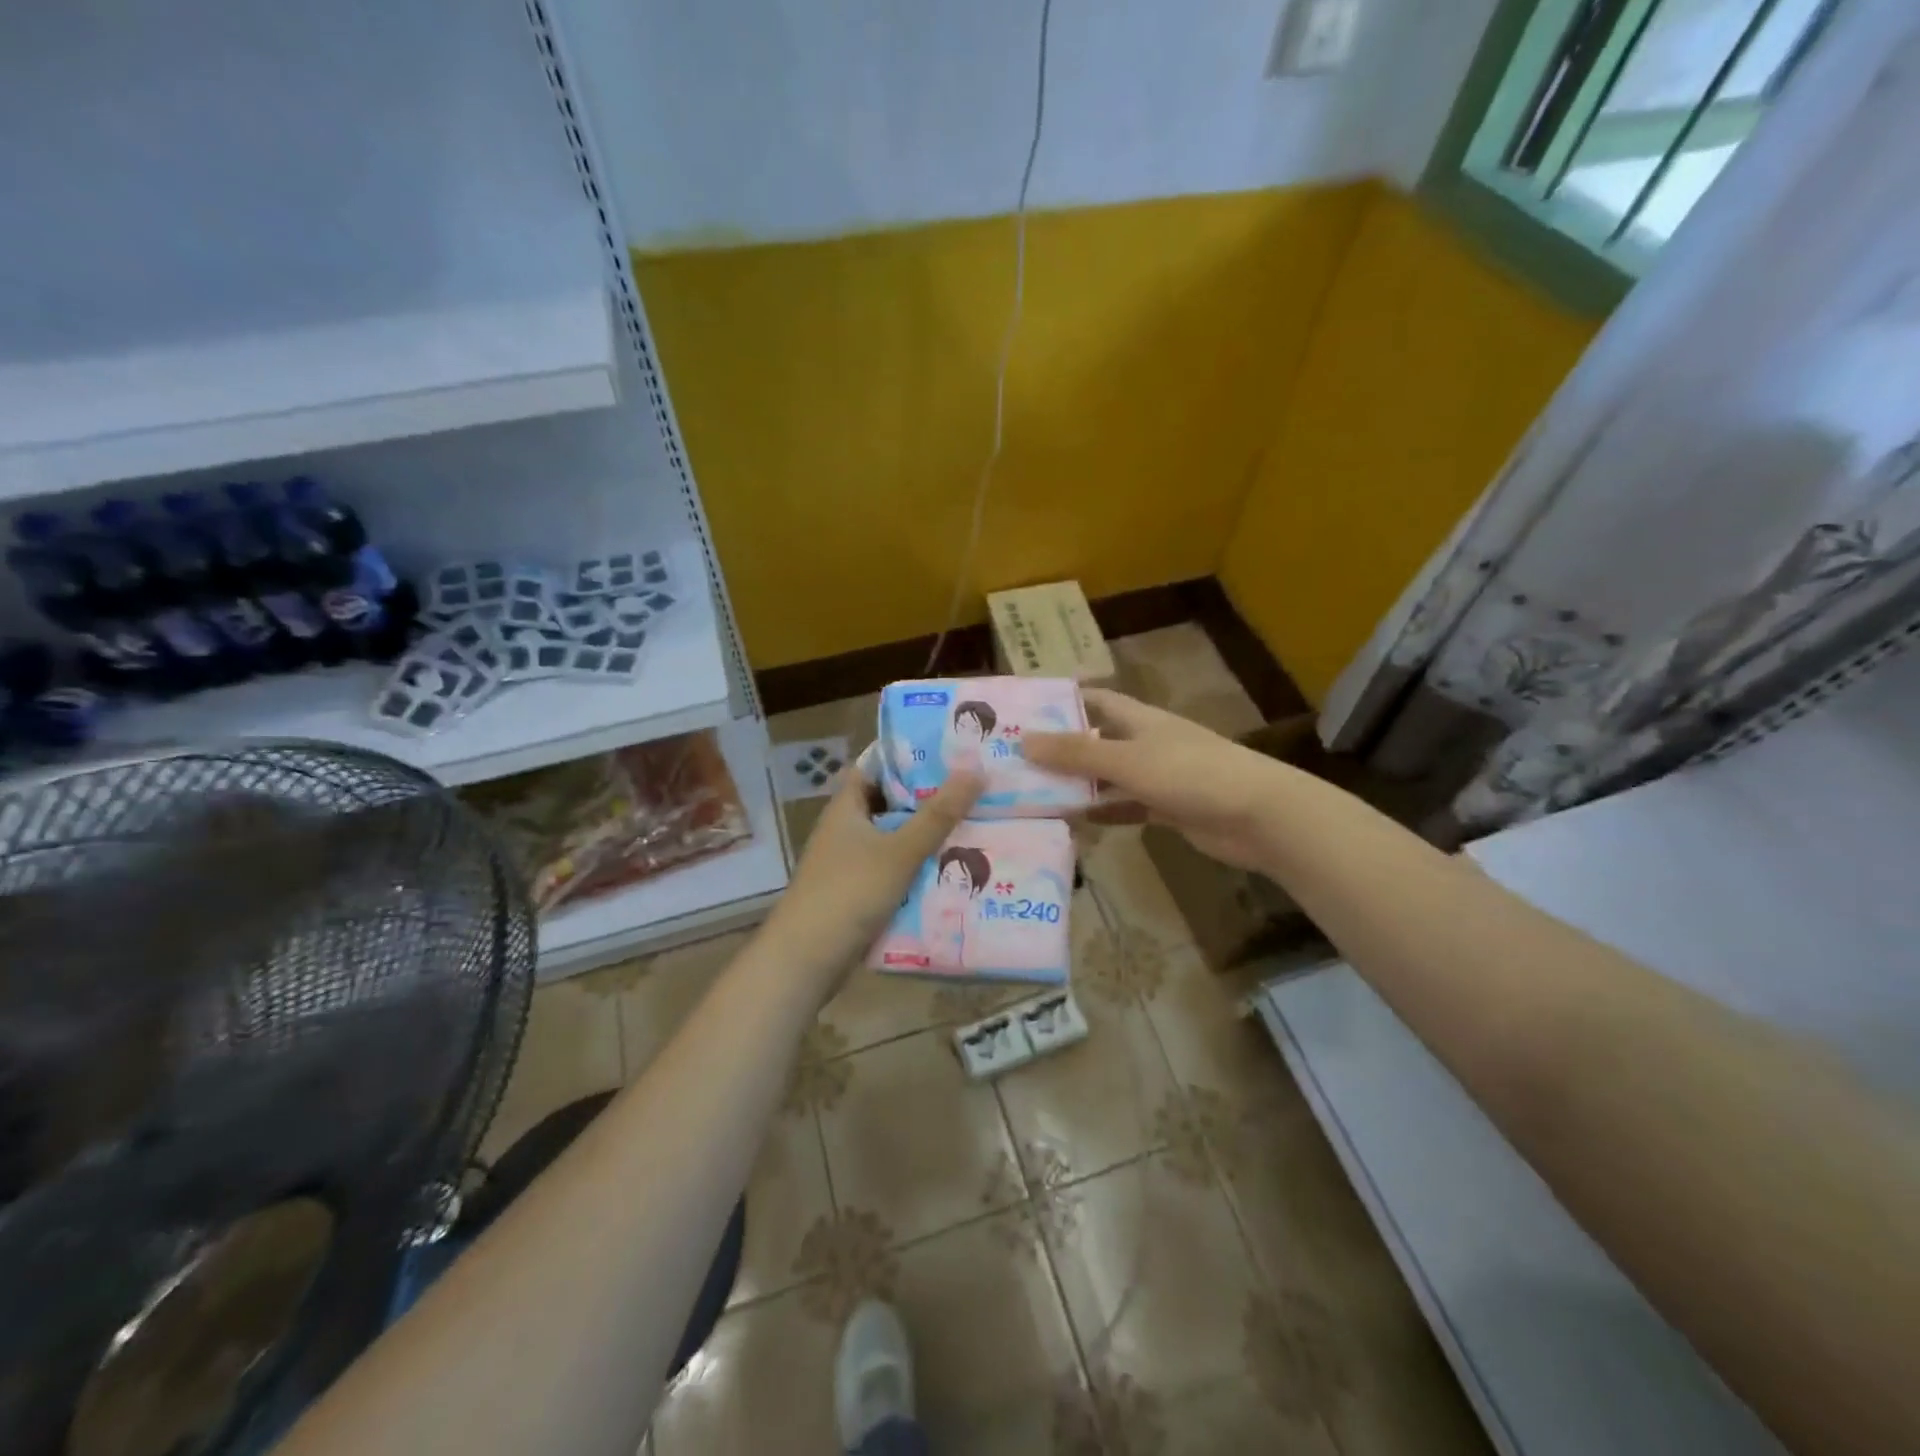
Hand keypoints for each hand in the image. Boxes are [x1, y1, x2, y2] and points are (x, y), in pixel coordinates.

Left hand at [759, 766, 982, 990]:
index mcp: (846, 808)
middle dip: (927, 798)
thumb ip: (938, 814)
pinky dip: (917, 867)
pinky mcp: (857, 892)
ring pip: (894, 838)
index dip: (908, 756)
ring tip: (974, 824)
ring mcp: (850, 862)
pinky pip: (893, 869)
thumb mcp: (900, 851)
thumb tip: (975, 770)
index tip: (949, 751)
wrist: (807, 959)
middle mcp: (846, 829)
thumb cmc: (849, 892)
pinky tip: (952, 869)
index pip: (876, 766)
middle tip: (973, 789)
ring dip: (926, 835)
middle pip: (890, 803)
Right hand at [1025, 689, 1288, 871]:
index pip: (1096, 701)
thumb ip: (1076, 753)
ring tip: (1033, 796)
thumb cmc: (1190, 774)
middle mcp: (1146, 743)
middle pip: (1097, 741)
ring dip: (1079, 786)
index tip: (1026, 714)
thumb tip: (1023, 740)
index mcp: (1140, 719)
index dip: (1064, 704)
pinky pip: (1125, 807)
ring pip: (1108, 778)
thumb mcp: (1127, 760)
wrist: (1256, 816)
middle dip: (1062, 751)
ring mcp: (1158, 777)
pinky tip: (1074, 823)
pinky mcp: (1167, 808)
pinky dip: (1103, 813)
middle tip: (1017, 763)